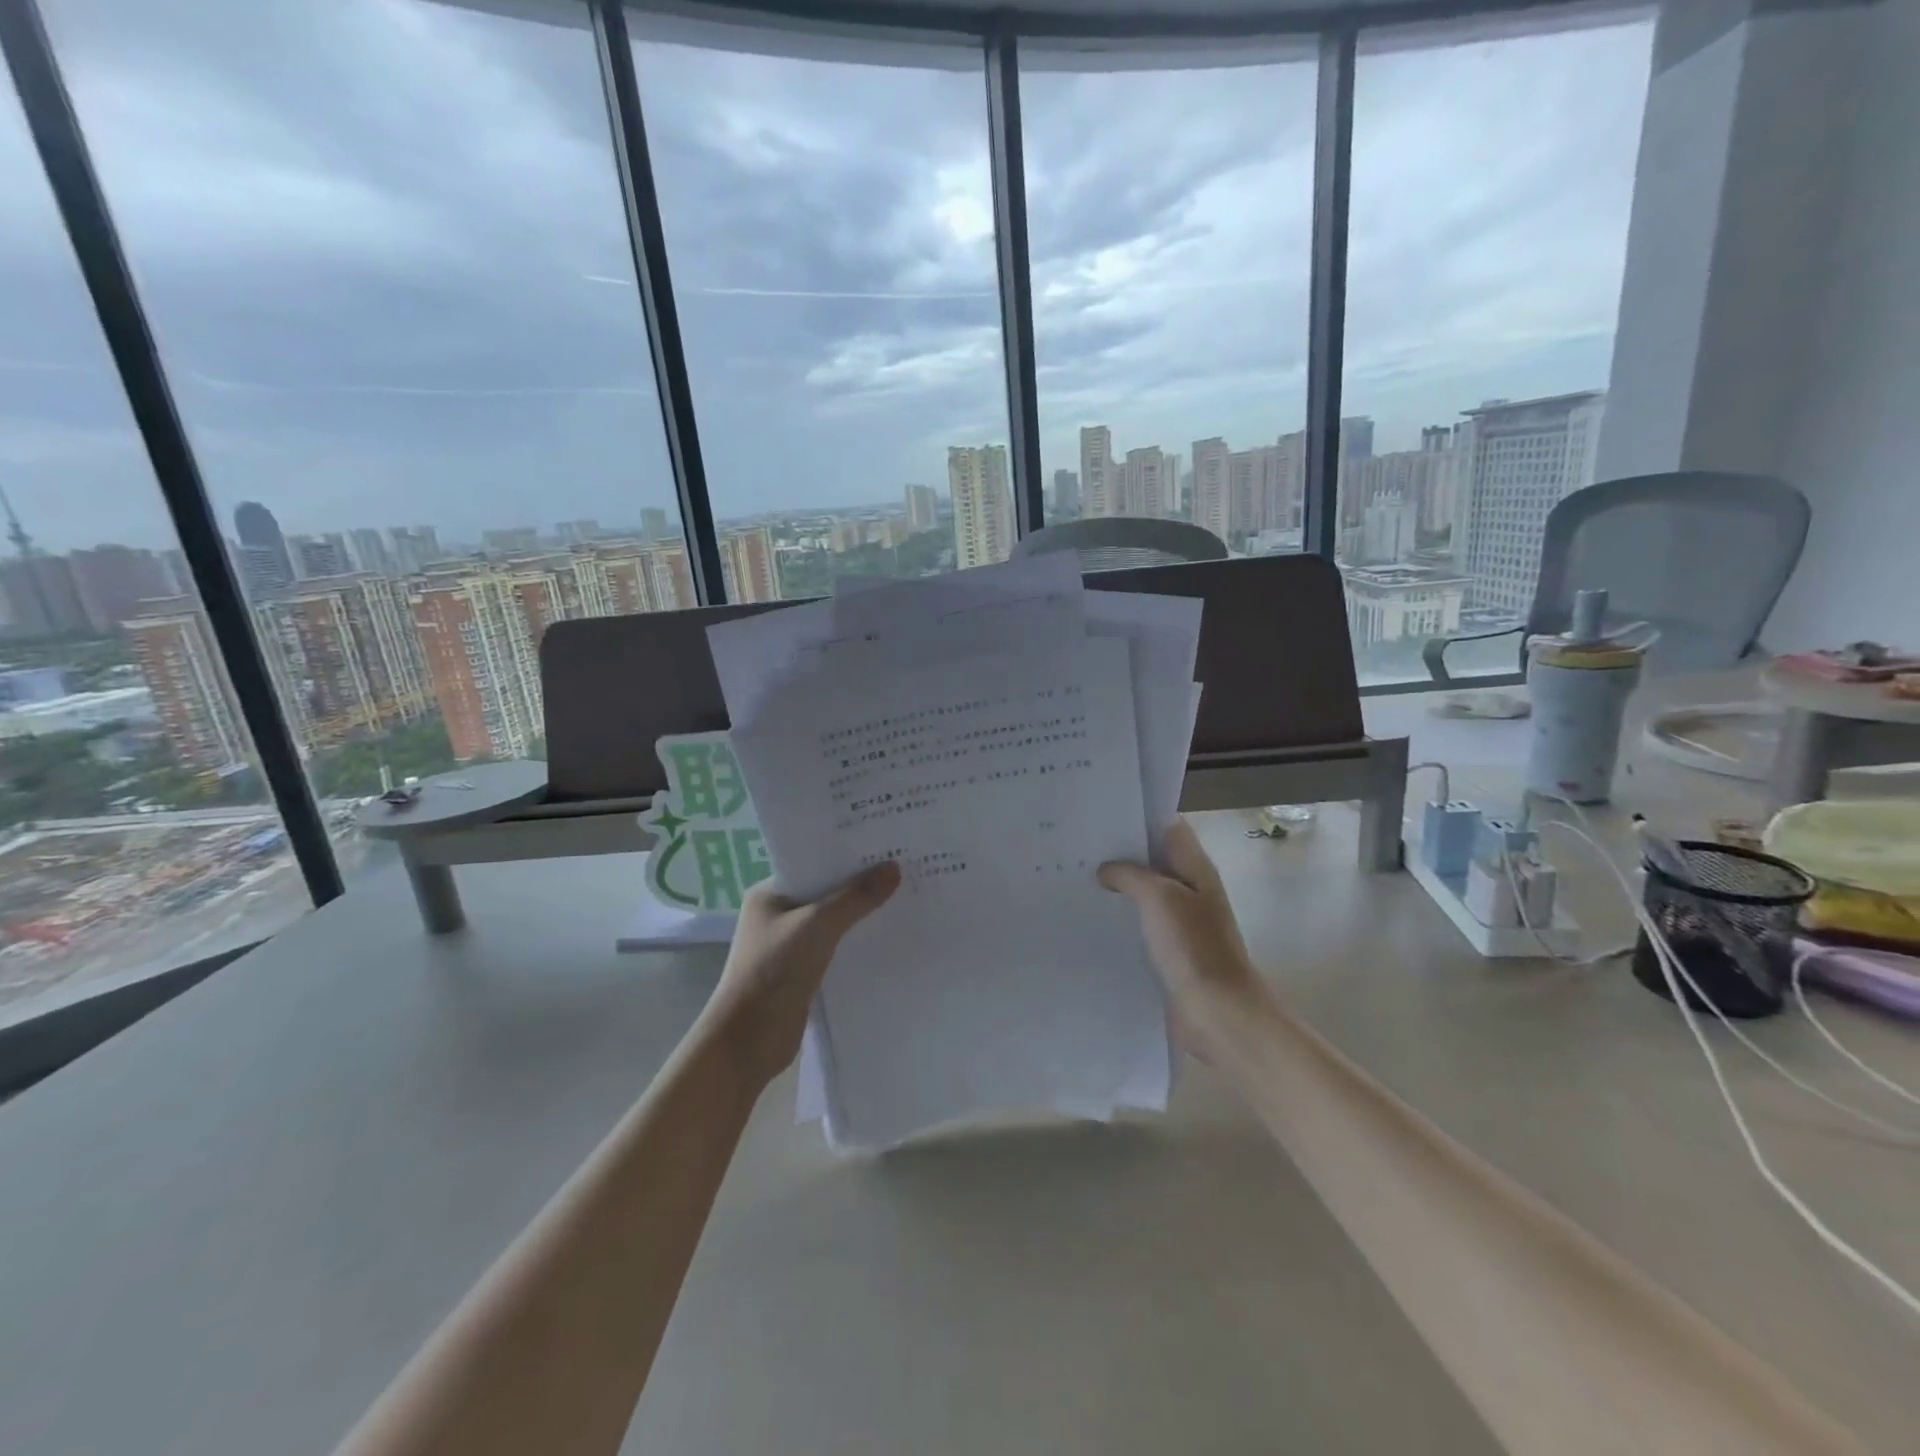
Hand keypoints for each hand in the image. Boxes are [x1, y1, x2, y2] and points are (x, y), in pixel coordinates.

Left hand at [700, 862, 900, 1091]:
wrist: (748, 1041)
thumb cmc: (774, 971)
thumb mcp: (818, 926)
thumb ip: (856, 897)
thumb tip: (894, 868)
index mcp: (770, 893)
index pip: (814, 863)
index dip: (847, 855)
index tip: (885, 845)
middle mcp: (779, 915)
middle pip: (827, 892)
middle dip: (860, 884)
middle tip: (904, 868)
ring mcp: (790, 945)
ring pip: (834, 921)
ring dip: (862, 915)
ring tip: (905, 897)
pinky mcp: (804, 972)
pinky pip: (837, 948)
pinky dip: (858, 943)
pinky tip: (889, 936)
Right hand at [1099, 818, 1265, 1061]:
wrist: (1218, 1014)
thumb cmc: (1193, 948)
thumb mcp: (1159, 897)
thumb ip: (1131, 874)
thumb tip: (1106, 868)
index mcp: (1196, 870)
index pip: (1169, 829)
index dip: (1139, 819)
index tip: (1100, 817)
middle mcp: (1190, 891)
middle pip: (1154, 861)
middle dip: (1120, 854)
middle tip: (1076, 848)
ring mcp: (1180, 923)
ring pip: (1145, 895)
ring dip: (1117, 889)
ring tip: (1074, 879)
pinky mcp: (1169, 952)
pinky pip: (1141, 926)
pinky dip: (1120, 920)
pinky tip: (1090, 920)